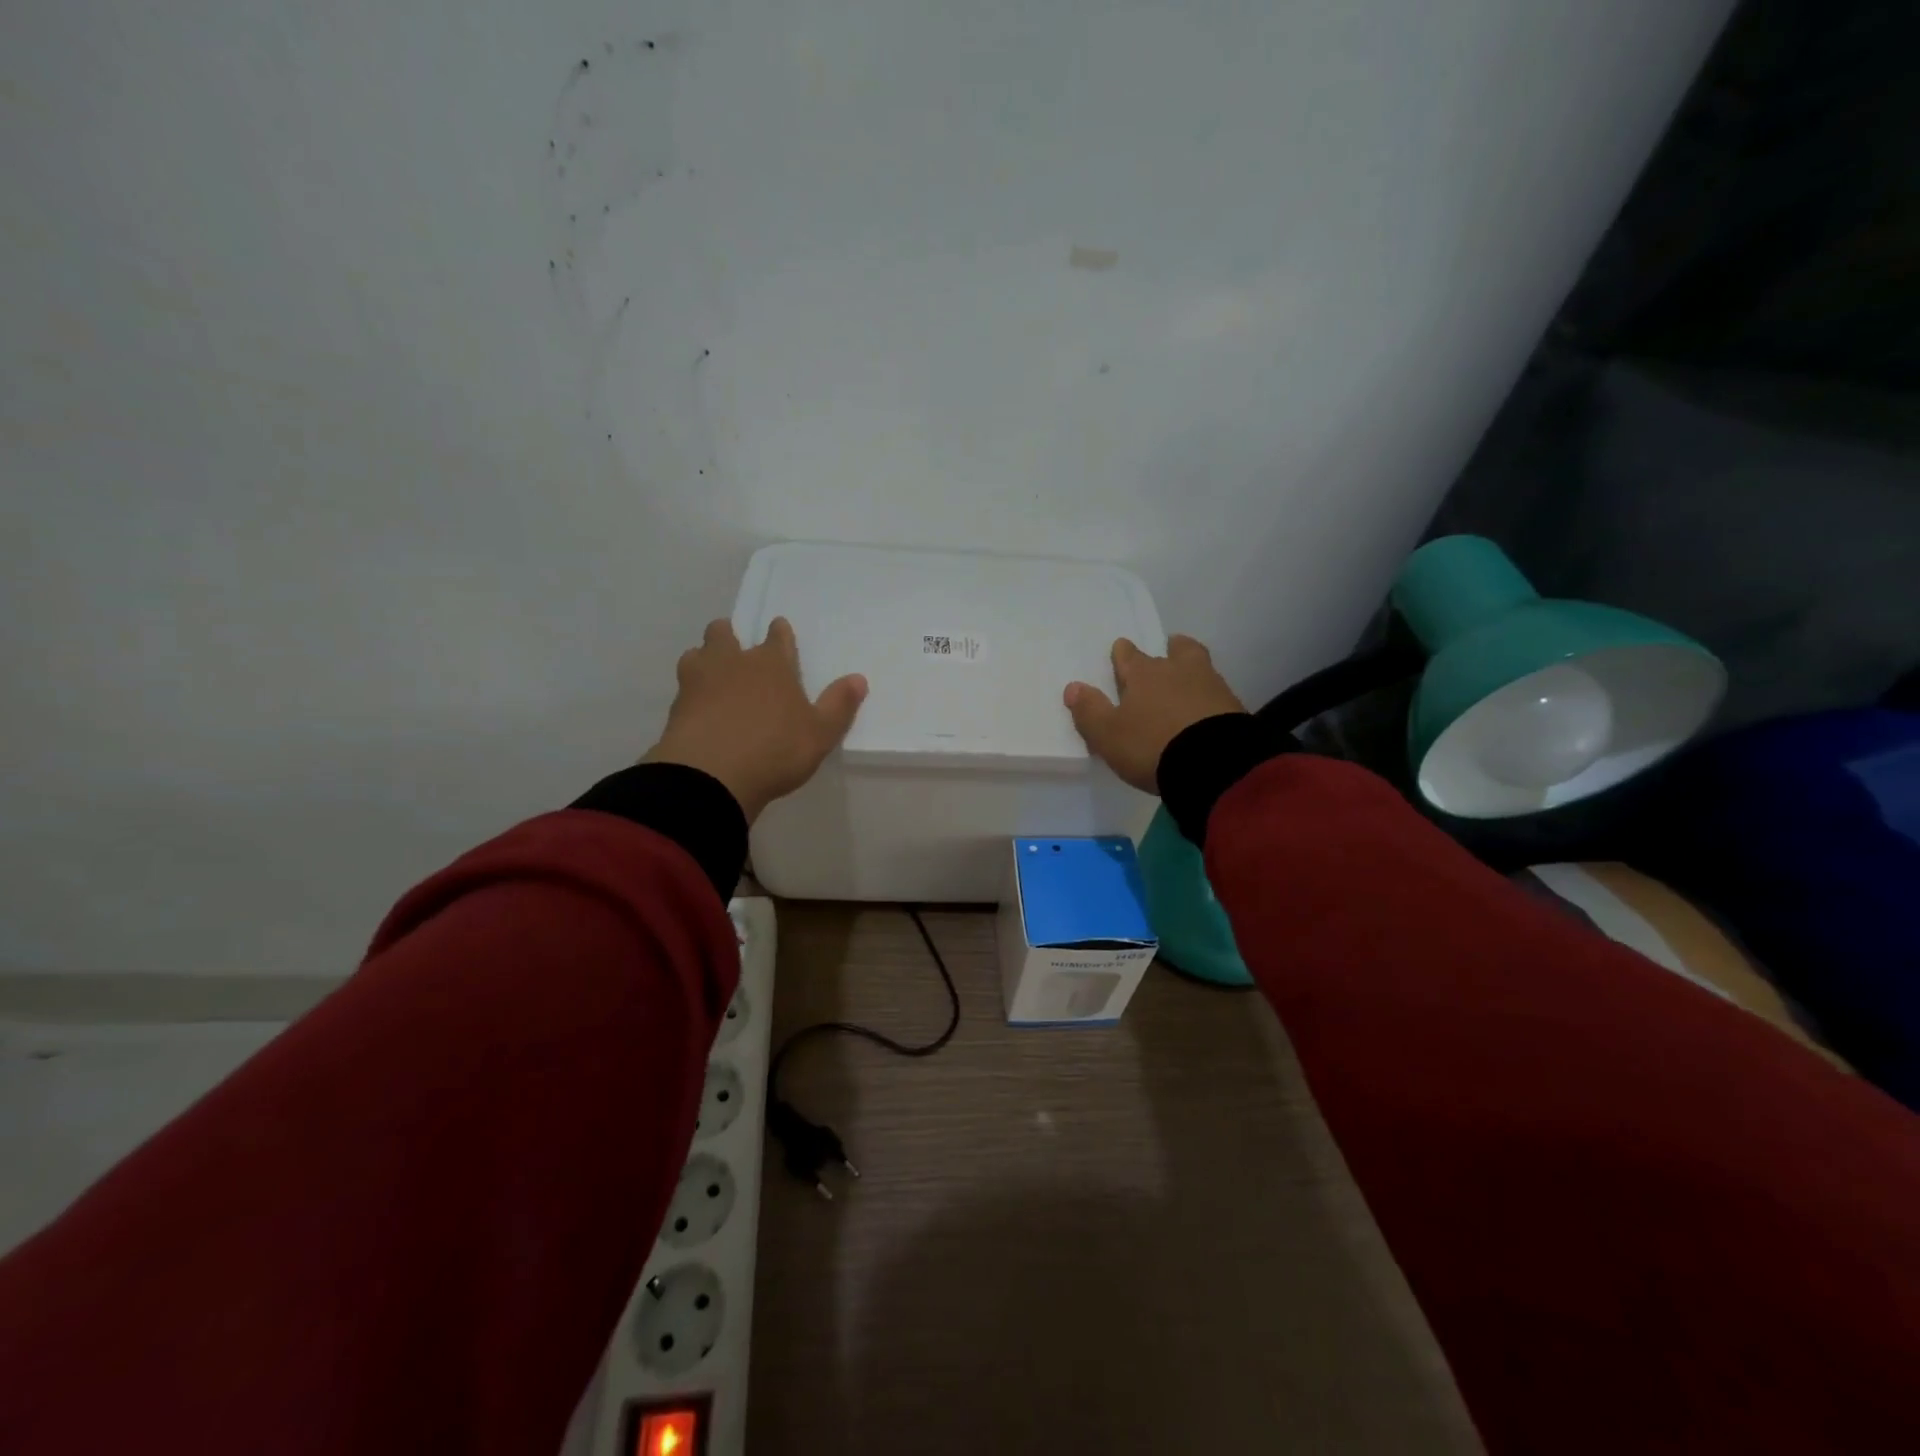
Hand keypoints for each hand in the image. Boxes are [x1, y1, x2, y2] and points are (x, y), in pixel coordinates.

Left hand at [644, 617, 866, 821]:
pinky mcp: (676, 706)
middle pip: (724, 633)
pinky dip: (690, 692)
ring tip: (711, 673)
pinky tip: (697, 707)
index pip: (777, 636)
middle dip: (729, 634)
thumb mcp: (820, 733)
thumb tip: (858, 679)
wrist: (711, 775)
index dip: (779, 631)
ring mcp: (699, 681)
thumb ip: (839, 705)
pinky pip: (682, 687)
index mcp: (772, 664)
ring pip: (696, 654)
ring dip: (704, 658)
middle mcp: (733, 662)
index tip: (778, 628)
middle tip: (734, 645)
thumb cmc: (776, 750)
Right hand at [1064, 635, 1245, 793]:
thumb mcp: (1108, 735)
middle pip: (1175, 650)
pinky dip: (1208, 696)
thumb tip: (1073, 687)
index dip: (1123, 654)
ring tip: (1187, 680)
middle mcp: (1177, 671)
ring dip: (1191, 669)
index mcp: (1143, 674)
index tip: (1121, 652)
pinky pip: (1216, 693)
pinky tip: (1205, 708)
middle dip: (1169, 648)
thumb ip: (1089, 711)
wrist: (1213, 764)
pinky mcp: (1233, 707)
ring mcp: (1210, 686)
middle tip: (1168, 650)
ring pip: (1199, 666)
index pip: (1128, 655)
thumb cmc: (1151, 745)